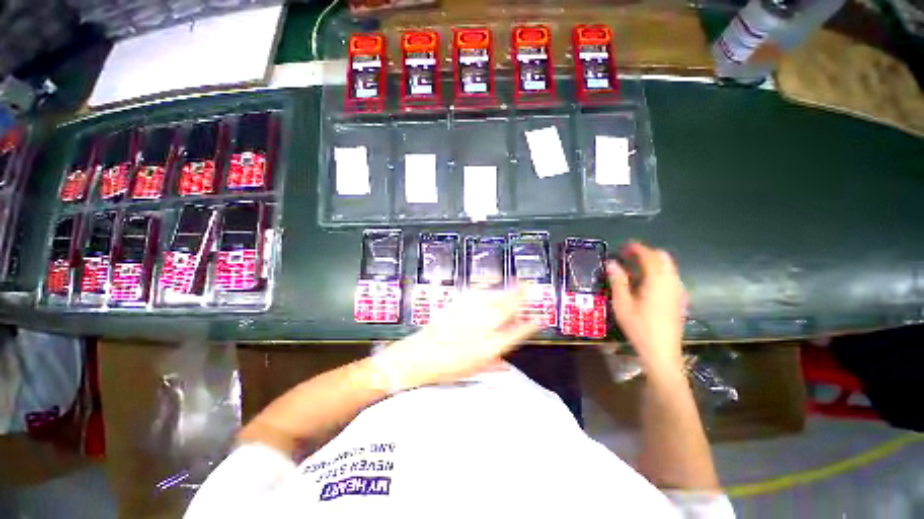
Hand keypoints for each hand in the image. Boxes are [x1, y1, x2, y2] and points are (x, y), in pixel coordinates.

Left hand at [370, 289, 538, 390]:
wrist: (418, 357)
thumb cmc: (446, 368)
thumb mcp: (472, 370)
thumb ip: (493, 365)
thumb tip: (505, 366)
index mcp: (490, 347)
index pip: (517, 333)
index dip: (530, 325)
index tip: (540, 318)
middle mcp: (483, 328)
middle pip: (508, 309)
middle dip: (521, 298)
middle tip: (529, 289)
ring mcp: (470, 314)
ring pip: (494, 299)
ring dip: (507, 291)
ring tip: (517, 283)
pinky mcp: (458, 306)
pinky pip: (476, 294)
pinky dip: (486, 288)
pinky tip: (491, 283)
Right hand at [606, 243, 686, 376]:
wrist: (662, 352)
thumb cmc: (639, 327)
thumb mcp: (622, 303)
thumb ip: (618, 281)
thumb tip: (612, 263)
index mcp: (658, 281)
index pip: (649, 256)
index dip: (636, 248)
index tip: (623, 246)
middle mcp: (672, 281)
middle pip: (663, 258)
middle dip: (646, 253)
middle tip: (628, 257)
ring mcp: (679, 291)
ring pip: (668, 267)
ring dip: (652, 263)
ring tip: (633, 269)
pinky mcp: (680, 299)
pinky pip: (670, 277)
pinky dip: (658, 273)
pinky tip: (645, 284)